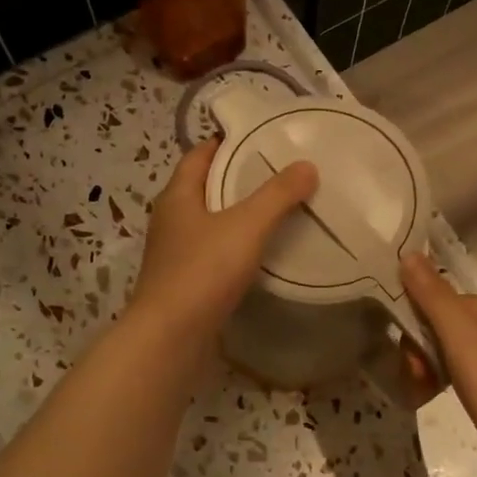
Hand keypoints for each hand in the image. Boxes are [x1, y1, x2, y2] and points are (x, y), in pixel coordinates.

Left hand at [129, 139, 317, 343]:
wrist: (170, 338)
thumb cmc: (202, 272)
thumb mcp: (246, 226)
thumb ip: (277, 195)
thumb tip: (306, 165)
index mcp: (178, 197)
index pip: (199, 156)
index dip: (226, 143)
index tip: (261, 138)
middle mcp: (171, 220)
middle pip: (205, 187)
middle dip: (238, 178)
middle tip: (280, 172)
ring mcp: (175, 254)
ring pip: (210, 223)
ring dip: (238, 215)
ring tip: (278, 210)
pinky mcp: (185, 283)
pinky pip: (214, 253)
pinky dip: (236, 246)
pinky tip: (261, 254)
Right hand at [401, 254, 476, 476]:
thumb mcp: (463, 340)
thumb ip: (433, 297)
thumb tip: (407, 253)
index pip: (438, 300)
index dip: (414, 327)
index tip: (411, 360)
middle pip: (441, 326)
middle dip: (420, 353)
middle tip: (418, 382)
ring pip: (447, 352)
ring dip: (427, 371)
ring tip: (422, 396)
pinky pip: (460, 374)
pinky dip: (442, 384)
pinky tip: (435, 400)